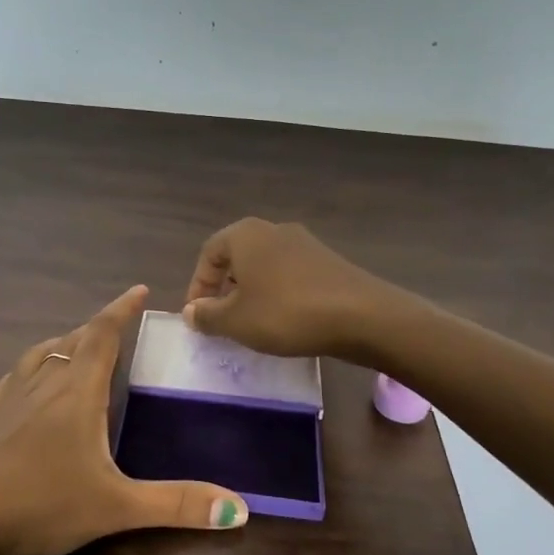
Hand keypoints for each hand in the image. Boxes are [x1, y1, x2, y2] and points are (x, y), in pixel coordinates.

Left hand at [0, 285, 247, 554]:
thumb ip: (176, 505)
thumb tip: (241, 511)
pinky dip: (35, 368)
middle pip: (73, 340)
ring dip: (65, 343)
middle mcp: (42, 382)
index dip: (122, 309)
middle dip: (98, 328)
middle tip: (119, 327)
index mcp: (76, 390)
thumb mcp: (114, 507)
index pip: (103, 334)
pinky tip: (31, 388)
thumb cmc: (38, 503)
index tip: (139, 289)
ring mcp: (7, 397)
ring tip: (78, 348)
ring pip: (41, 354)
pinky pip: (17, 376)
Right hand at [182, 217, 396, 358]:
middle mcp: (273, 230)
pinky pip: (290, 275)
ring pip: (265, 267)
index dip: (197, 286)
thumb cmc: (286, 313)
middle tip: (221, 320)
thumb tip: (191, 311)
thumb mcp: (236, 320)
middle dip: (224, 289)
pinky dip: (278, 295)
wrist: (362, 316)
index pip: (208, 253)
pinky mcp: (328, 262)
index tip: (198, 316)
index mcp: (246, 235)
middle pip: (237, 257)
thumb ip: (207, 315)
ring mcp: (305, 243)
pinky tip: (284, 321)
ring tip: (252, 324)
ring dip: (252, 293)